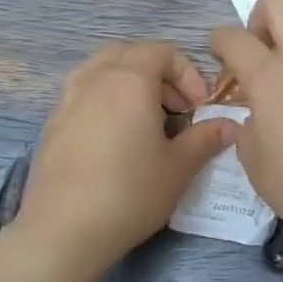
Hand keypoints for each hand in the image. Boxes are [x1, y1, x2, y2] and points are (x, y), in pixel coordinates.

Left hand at [17, 41, 235, 272]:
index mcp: (129, 80)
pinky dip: (106, 100)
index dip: (188, 73)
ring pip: (102, 70)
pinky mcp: (52, 124)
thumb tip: (230, 126)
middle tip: (176, 108)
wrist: (64, 230)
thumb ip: (206, 139)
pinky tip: (117, 140)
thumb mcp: (179, 167)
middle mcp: (95, 79)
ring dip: (130, 83)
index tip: (200, 107)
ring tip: (147, 120)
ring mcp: (67, 99)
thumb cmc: (130, 192)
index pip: (162, 51)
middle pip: (129, 53)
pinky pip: (84, 93)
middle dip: (158, 73)